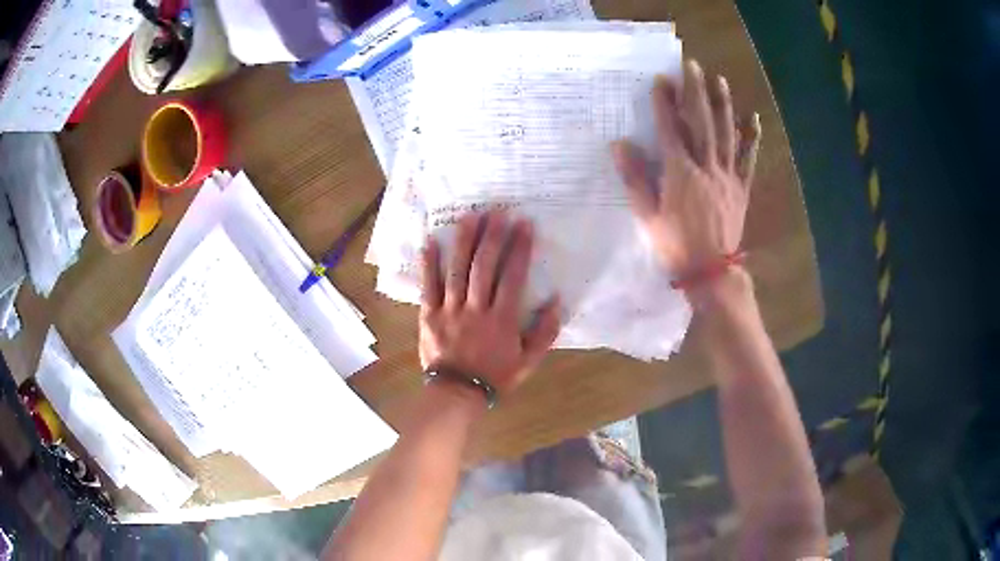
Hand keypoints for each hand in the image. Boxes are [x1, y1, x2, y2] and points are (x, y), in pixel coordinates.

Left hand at [419, 211, 560, 396]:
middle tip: (498, 211)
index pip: (513, 277)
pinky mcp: (429, 315)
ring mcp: (449, 310)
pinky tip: (431, 241)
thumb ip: (544, 332)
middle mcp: (476, 309)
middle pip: (484, 267)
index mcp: (502, 319)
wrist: (457, 394)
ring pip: (457, 270)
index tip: (524, 225)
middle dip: (493, 237)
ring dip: (464, 242)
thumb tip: (556, 301)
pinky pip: (428, 286)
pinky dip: (429, 263)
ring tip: (471, 216)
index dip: (520, 249)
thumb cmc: (495, 377)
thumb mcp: (528, 361)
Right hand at [612, 60, 761, 278]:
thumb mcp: (648, 215)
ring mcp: (727, 176)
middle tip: (692, 66)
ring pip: (726, 134)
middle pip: (701, 123)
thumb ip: (635, 178)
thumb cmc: (675, 245)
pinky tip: (753, 119)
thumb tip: (619, 145)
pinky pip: (748, 159)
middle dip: (696, 92)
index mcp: (680, 173)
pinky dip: (751, 138)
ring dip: (723, 105)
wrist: (711, 272)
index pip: (671, 129)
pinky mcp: (741, 188)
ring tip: (719, 81)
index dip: (665, 103)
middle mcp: (706, 167)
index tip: (662, 79)